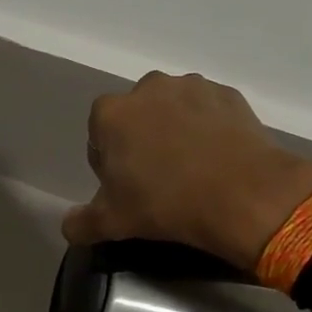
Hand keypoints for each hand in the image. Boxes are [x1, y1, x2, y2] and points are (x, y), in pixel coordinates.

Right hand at [64, 72, 311, 270]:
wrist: (243, 195)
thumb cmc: (166, 204)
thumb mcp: (113, 222)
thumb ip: (81, 223)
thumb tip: (69, 225)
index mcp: (111, 114)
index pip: (99, 137)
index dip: (109, 164)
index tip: (126, 188)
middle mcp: (147, 88)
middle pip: (135, 118)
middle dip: (141, 141)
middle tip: (158, 180)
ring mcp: (191, 87)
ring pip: (172, 111)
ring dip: (175, 131)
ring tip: (192, 169)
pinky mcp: (228, 95)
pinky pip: (208, 112)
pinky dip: (208, 129)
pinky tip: (217, 159)